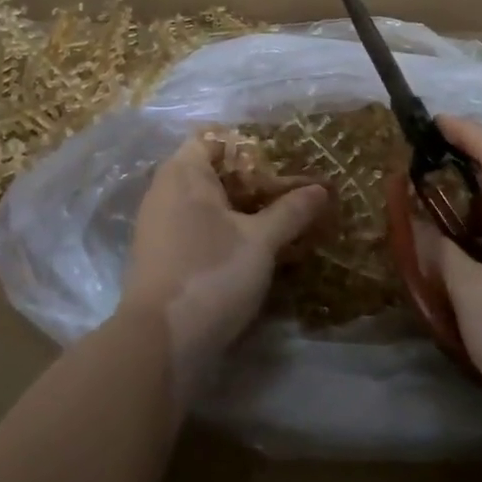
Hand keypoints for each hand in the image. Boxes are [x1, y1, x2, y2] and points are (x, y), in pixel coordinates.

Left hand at [123, 135, 326, 391]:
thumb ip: (291, 211)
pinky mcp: (162, 256)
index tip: (283, 157)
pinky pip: (197, 229)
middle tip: (291, 188)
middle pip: (211, 170)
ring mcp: (159, 226)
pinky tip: (255, 247)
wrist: (161, 344)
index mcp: (183, 173)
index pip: (212, 137)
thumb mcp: (260, 241)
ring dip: (240, 208)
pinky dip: (225, 231)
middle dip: (251, 179)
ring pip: (206, 203)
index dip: (247, 143)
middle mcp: (164, 191)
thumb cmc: (210, 274)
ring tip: (281, 217)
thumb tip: (322, 188)